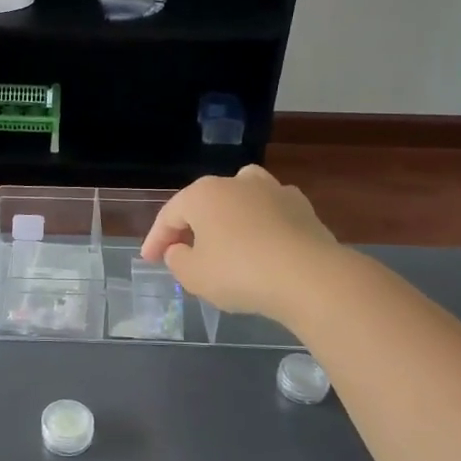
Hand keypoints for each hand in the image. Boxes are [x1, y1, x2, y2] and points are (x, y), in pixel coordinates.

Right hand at [141, 165, 339, 319]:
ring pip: (240, 200)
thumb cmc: (240, 273)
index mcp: (203, 194)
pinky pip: (270, 214)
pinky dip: (260, 227)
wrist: (310, 277)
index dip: (155, 239)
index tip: (149, 260)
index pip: (169, 215)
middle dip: (190, 227)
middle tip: (181, 252)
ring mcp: (273, 191)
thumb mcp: (194, 275)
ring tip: (223, 241)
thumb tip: (181, 249)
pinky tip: (261, 246)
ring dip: (227, 218)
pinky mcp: (303, 208)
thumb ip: (178, 260)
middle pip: (204, 203)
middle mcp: (237, 182)